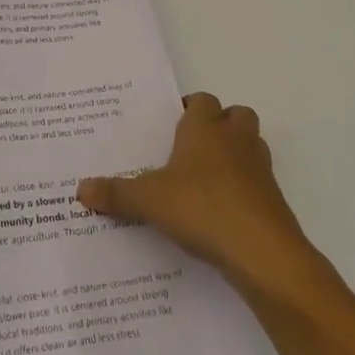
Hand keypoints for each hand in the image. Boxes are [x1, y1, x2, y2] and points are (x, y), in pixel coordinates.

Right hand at [78, 92, 323, 301]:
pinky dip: (243, 189)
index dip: (188, 108)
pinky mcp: (274, 200)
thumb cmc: (202, 208)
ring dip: (234, 155)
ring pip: (251, 146)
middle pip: (235, 115)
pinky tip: (220, 212)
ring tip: (205, 178)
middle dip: (219, 125)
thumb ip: (116, 194)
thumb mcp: (149, 201)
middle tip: (191, 147)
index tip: (170, 124)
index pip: (201, 100)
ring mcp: (260, 169)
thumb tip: (80, 189)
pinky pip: (257, 182)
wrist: (263, 253)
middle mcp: (236, 140)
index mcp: (205, 128)